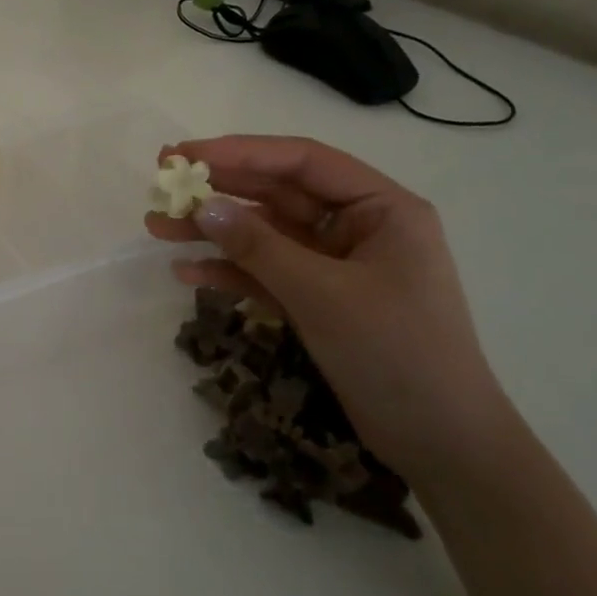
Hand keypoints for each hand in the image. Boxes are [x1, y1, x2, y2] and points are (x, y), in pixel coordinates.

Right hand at [145, 135, 512, 479]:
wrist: (440, 443)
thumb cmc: (396, 354)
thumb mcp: (323, 294)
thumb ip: (259, 247)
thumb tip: (202, 207)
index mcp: (381, 209)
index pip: (302, 163)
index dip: (240, 153)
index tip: (185, 155)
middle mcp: (357, 227)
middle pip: (277, 195)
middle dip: (218, 191)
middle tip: (161, 182)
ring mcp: (335, 264)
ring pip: (264, 234)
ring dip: (213, 232)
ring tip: (157, 228)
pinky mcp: (317, 299)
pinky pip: (266, 272)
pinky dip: (229, 271)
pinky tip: (187, 273)